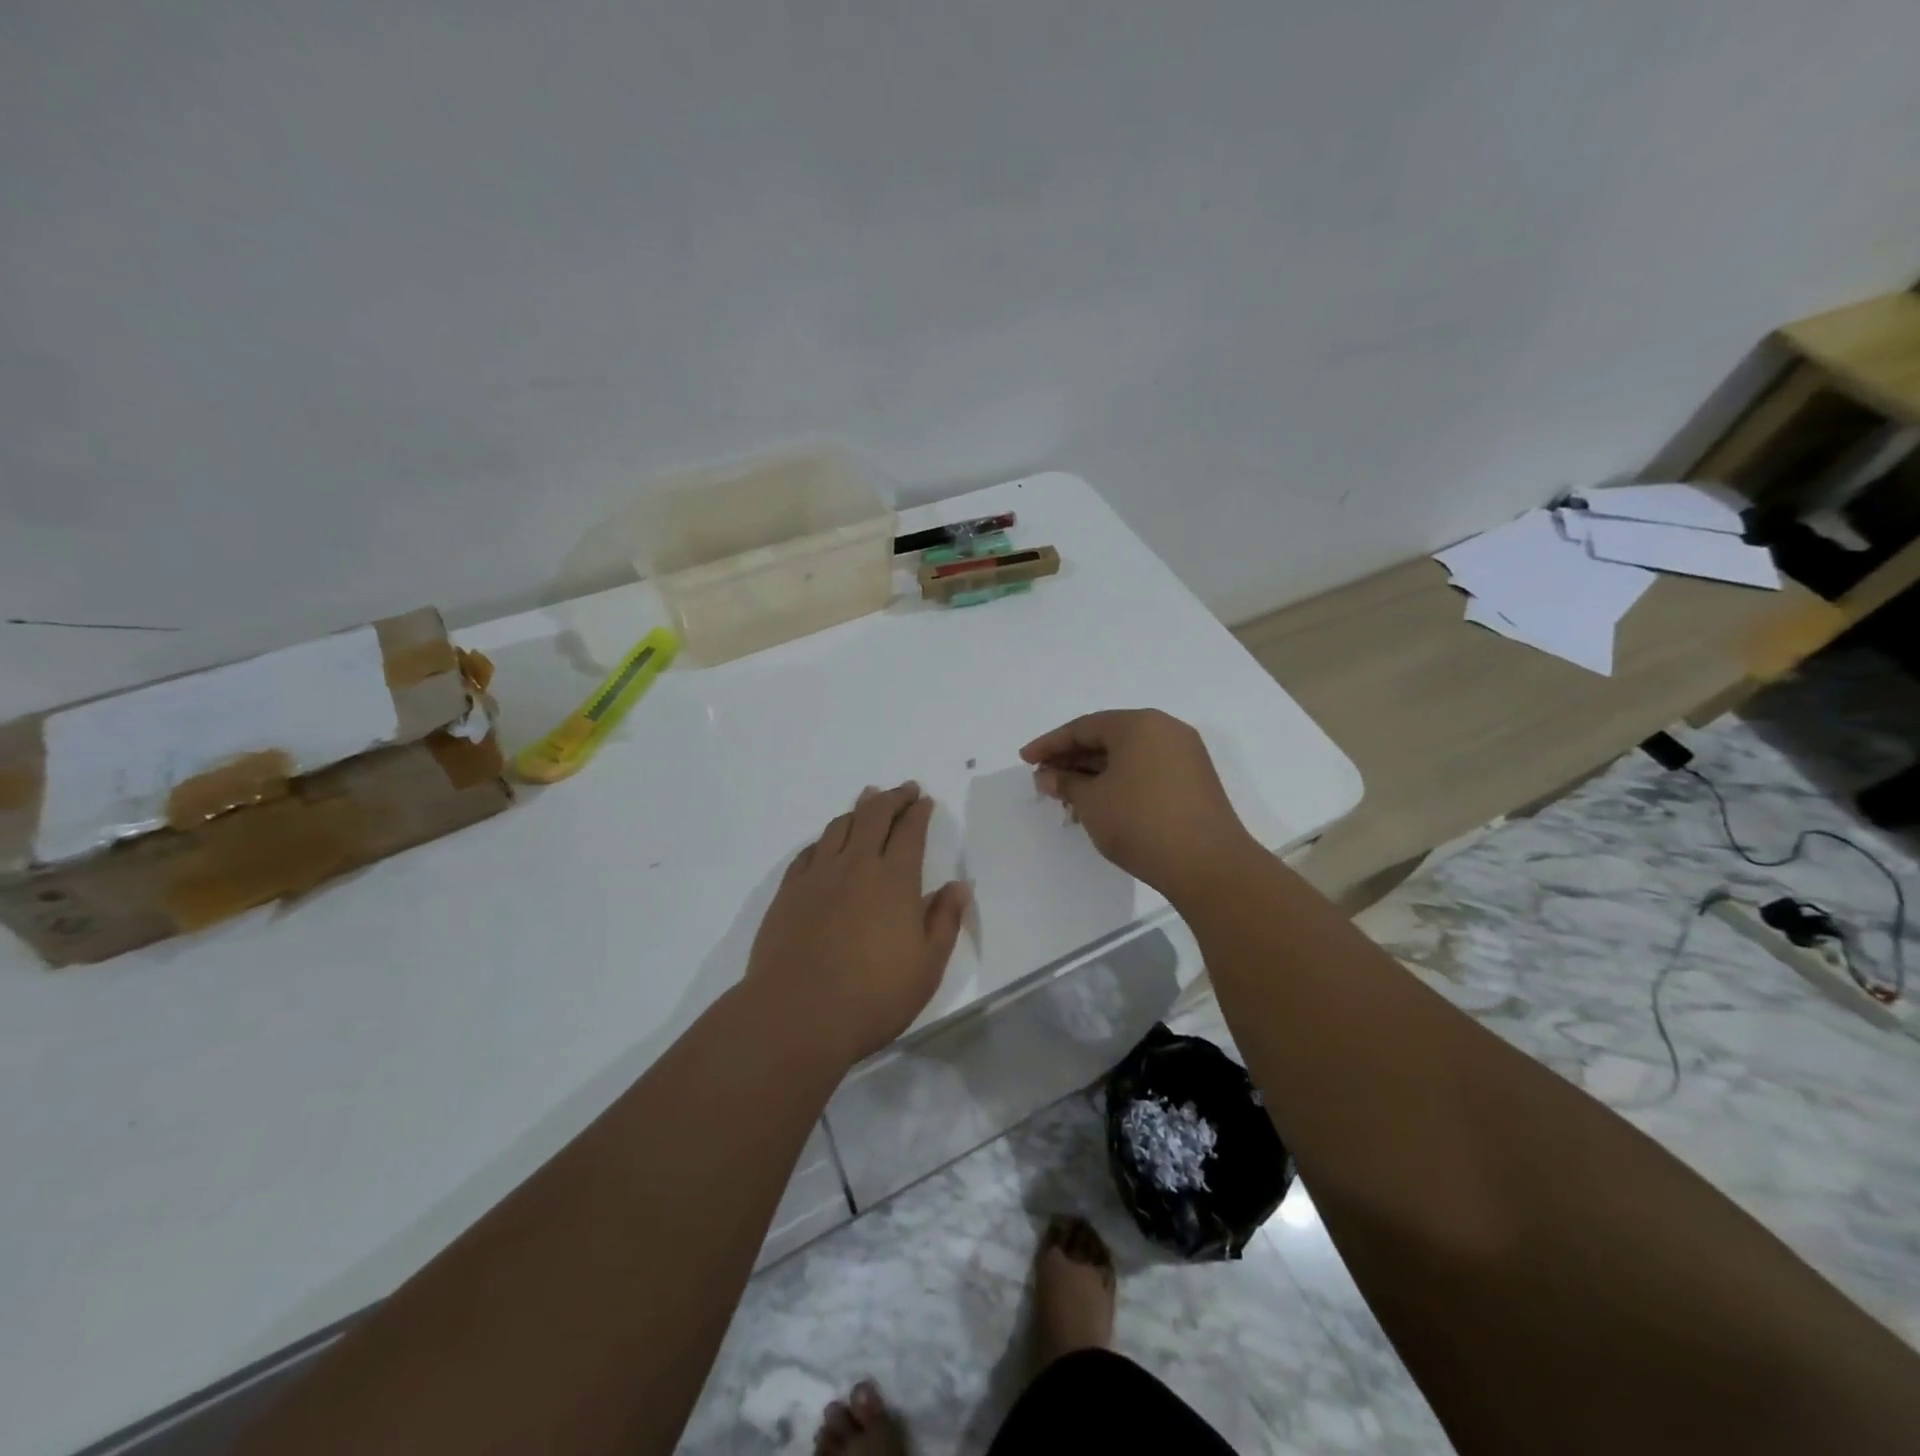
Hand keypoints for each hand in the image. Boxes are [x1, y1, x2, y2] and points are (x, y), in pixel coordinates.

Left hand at [745, 782, 969, 1064]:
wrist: (797, 1014)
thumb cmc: (873, 996)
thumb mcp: (927, 966)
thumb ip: (944, 920)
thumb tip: (958, 886)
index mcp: (895, 879)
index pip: (910, 831)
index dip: (919, 811)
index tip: (925, 800)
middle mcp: (856, 865)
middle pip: (874, 815)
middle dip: (892, 797)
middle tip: (903, 789)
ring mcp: (818, 875)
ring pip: (839, 826)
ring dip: (858, 809)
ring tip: (867, 802)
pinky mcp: (789, 891)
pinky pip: (809, 851)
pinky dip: (825, 838)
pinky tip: (827, 843)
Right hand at [1020, 710, 1258, 898]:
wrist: (1208, 864)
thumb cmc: (1140, 822)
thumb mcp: (1092, 802)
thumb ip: (1066, 783)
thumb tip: (1047, 775)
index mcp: (1139, 724)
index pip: (1084, 727)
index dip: (1050, 744)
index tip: (1025, 760)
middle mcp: (1165, 730)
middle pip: (1107, 737)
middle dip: (1072, 758)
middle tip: (1044, 779)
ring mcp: (1184, 755)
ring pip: (1128, 756)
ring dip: (1094, 772)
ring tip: (1067, 795)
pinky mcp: (1195, 781)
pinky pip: (1146, 770)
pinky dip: (1120, 781)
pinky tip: (1100, 803)